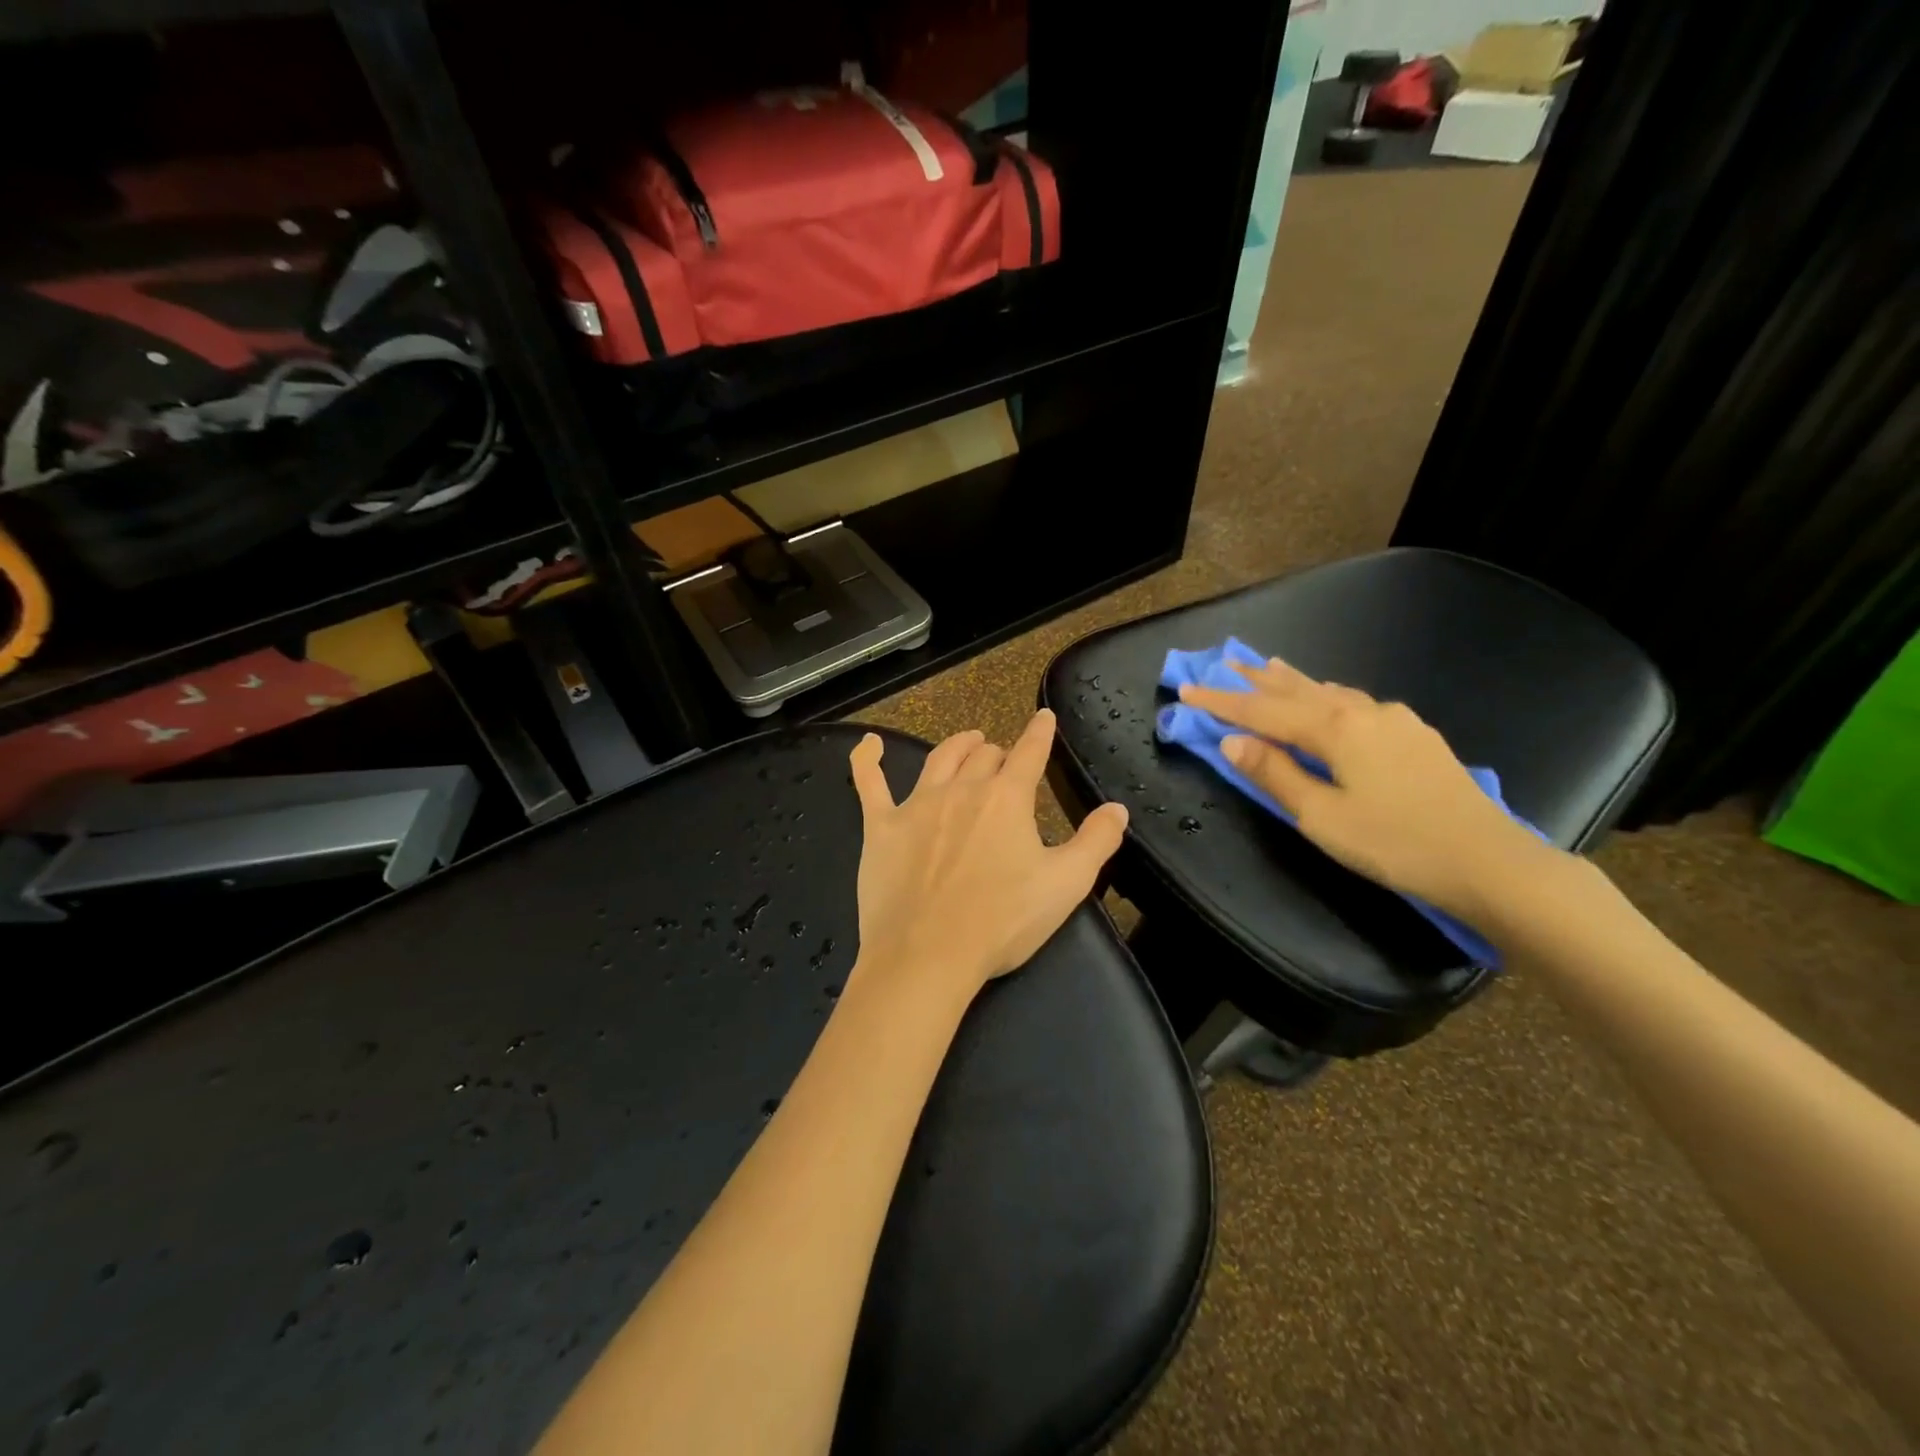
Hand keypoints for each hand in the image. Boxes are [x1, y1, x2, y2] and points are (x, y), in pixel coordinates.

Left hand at [848, 711, 1128, 998]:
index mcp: (1006, 799)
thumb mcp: (1066, 885)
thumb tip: (1118, 808)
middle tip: (1005, 759)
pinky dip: (867, 759)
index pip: (1029, 753)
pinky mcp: (880, 827)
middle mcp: (962, 789)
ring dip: (957, 746)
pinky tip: (867, 744)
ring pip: (939, 759)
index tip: (1043, 718)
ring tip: (967, 740)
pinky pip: (869, 783)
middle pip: (983, 756)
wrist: (928, 956)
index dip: (1039, 733)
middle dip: (999, 752)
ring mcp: (916, 805)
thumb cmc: (1002, 922)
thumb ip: (1096, 842)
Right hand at [1178, 658, 1552, 921]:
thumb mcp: (1321, 816)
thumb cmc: (1394, 843)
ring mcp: (1395, 720)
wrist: (1489, 862)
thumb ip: (1275, 774)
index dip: (1221, 702)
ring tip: (1268, 669)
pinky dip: (1326, 697)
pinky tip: (1328, 700)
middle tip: (1226, 662)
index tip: (1187, 690)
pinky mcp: (1416, 736)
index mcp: (1335, 728)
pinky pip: (1355, 704)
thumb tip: (1233, 742)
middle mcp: (1363, 711)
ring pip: (1330, 693)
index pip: (1262, 711)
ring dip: (1293, 683)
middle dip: (1257, 679)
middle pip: (1297, 690)